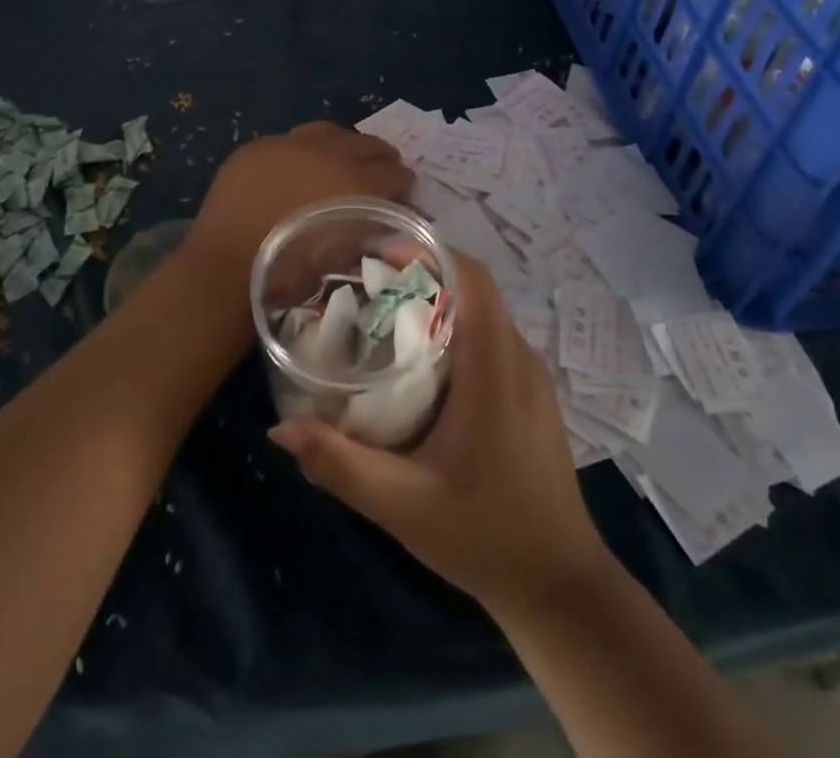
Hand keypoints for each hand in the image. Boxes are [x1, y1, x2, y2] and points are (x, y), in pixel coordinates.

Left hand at [181, 122, 411, 280]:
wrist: (227, 264)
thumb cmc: (290, 272)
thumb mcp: (344, 256)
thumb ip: (373, 230)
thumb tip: (393, 220)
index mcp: (354, 181)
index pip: (393, 173)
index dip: (403, 184)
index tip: (404, 194)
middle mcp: (326, 153)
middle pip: (365, 144)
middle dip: (379, 158)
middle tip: (381, 172)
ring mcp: (287, 145)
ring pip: (327, 132)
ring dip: (342, 145)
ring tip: (342, 160)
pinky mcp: (256, 147)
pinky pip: (288, 140)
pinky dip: (302, 151)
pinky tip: (298, 166)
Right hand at [267, 251, 609, 613]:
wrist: (558, 586)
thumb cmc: (482, 536)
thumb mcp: (403, 506)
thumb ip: (340, 465)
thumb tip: (281, 427)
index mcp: (494, 370)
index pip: (473, 279)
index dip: (429, 253)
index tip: (380, 255)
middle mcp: (519, 359)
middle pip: (474, 288)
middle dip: (423, 274)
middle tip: (368, 285)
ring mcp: (531, 376)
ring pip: (484, 312)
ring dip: (440, 300)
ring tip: (387, 315)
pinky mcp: (531, 394)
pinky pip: (492, 337)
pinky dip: (456, 327)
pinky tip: (421, 361)